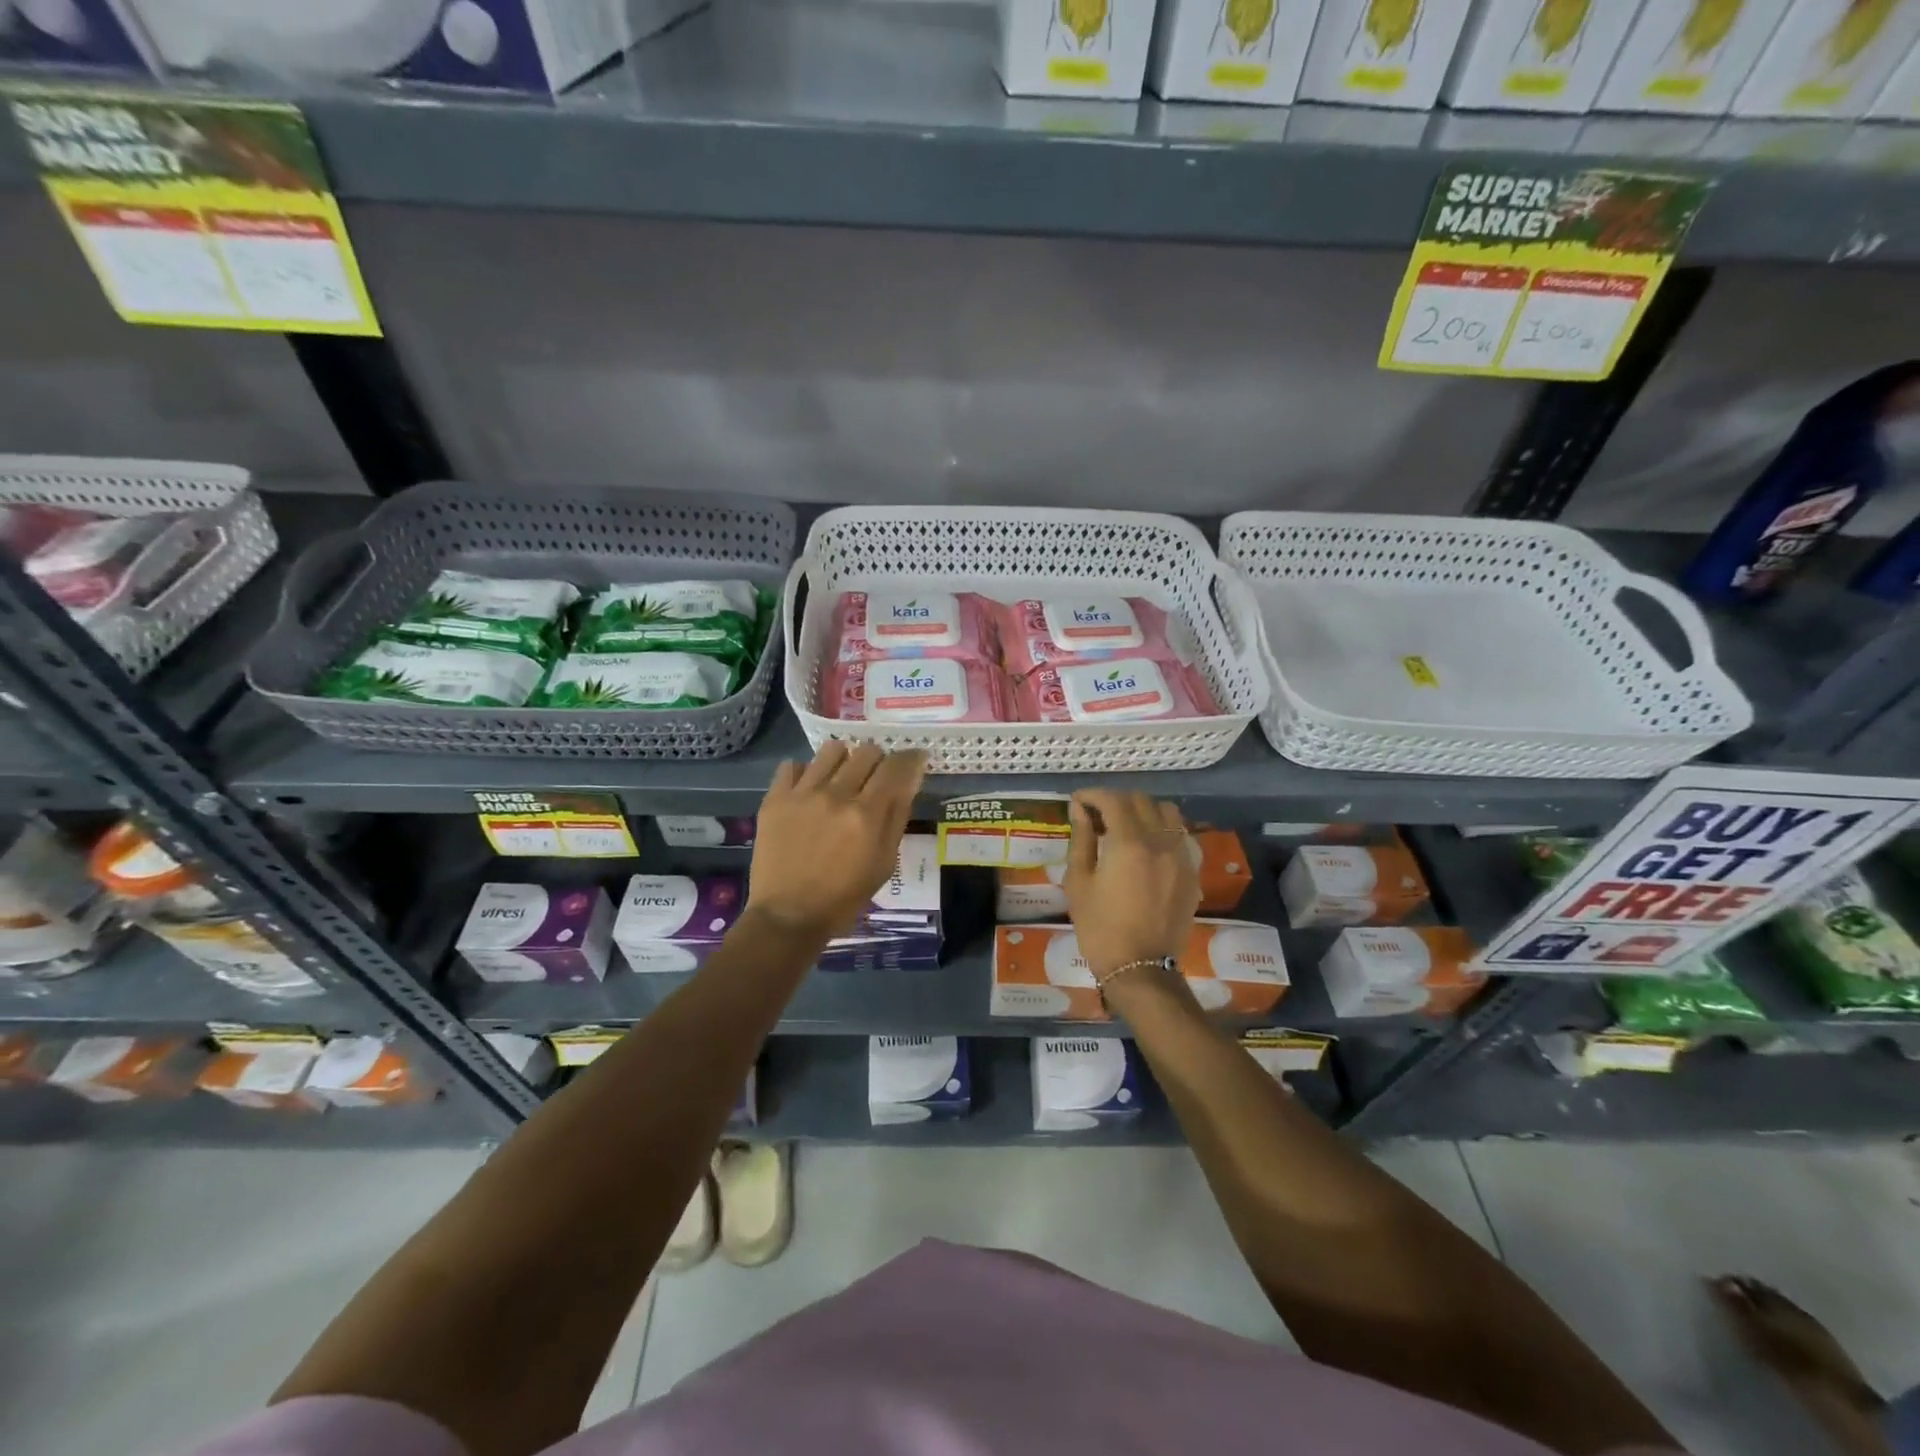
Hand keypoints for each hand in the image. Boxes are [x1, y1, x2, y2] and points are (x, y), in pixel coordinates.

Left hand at [746, 741, 925, 942]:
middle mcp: (836, 795)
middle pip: (866, 751)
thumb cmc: (844, 896)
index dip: (910, 758)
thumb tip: (910, 778)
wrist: (788, 916)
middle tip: (875, 779)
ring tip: (841, 779)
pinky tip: (809, 790)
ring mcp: (802, 794)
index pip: (896, 766)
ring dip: (844, 760)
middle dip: (878, 760)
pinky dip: (806, 772)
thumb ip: (897, 816)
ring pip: (831, 750)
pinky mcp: (775, 798)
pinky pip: (792, 765)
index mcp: (866, 815)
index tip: (914, 760)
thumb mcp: (884, 862)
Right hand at [1064, 790, 1199, 988]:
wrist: (1141, 969)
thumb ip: (1082, 840)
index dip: (1092, 795)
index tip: (1077, 802)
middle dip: (1116, 800)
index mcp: (1129, 842)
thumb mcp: (1079, 883)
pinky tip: (1147, 847)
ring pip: (1167, 813)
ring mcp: (1181, 856)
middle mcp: (1160, 841)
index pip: (1112, 800)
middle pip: (1141, 801)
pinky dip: (1162, 830)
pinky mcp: (1192, 873)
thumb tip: (1080, 810)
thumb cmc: (1100, 928)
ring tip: (1126, 825)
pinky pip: (1179, 836)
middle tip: (1097, 814)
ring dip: (1144, 810)